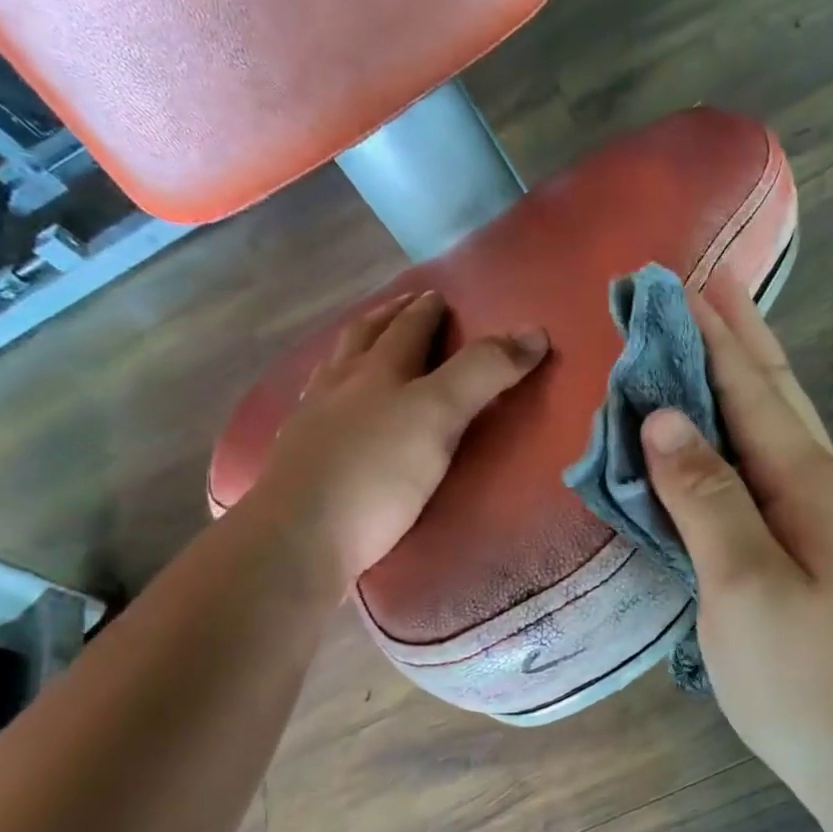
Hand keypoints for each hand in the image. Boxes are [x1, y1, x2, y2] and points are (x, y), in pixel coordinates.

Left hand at [251, 289, 546, 588]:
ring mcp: (311, 421)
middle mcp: (340, 386)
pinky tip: (330, 408)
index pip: (407, 329)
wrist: (302, 536)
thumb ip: (484, 373)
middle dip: (387, 319)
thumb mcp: (440, 415)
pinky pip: (314, 407)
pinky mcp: (297, 458)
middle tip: (404, 308)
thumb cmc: (378, 473)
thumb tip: (535, 332)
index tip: (438, 295)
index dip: (426, 311)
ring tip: (365, 347)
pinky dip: (330, 393)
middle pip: (363, 339)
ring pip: (333, 370)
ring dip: (353, 350)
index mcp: (378, 371)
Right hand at [642, 276, 832, 794]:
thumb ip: (707, 497)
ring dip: (740, 376)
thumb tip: (663, 420)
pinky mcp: (802, 546)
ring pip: (774, 425)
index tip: (676, 284)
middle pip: (773, 393)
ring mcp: (817, 516)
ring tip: (710, 334)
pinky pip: (762, 467)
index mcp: (811, 483)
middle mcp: (821, 485)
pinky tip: (719, 426)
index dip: (711, 337)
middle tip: (700, 286)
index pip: (750, 390)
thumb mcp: (745, 584)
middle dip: (735, 338)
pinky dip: (736, 431)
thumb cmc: (802, 676)